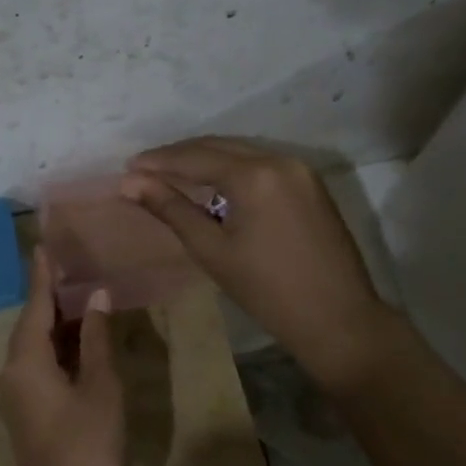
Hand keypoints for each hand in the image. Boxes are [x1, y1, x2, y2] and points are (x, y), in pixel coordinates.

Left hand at [0, 247, 125, 465]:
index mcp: (27, 359)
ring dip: (59, 322)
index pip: (36, 305)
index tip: (44, 244)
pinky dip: (59, 347)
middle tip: (74, 264)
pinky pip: (40, 364)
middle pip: (33, 322)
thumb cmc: (86, 445)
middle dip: (53, 295)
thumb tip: (97, 297)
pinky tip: (81, 339)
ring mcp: (18, 391)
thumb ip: (97, 339)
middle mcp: (14, 369)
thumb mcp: (100, 387)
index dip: (43, 275)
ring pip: (37, 344)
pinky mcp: (28, 407)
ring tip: (83, 293)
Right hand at [122, 137, 397, 394]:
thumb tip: (129, 183)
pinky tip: (212, 184)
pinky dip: (231, 168)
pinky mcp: (310, 184)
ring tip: (170, 175)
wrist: (338, 319)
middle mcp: (279, 159)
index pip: (195, 157)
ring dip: (204, 159)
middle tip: (143, 170)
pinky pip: (261, 164)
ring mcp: (300, 169)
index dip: (158, 161)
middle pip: (217, 146)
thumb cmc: (267, 290)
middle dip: (178, 155)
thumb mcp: (211, 250)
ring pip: (240, 152)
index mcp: (254, 175)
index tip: (127, 168)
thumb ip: (171, 209)